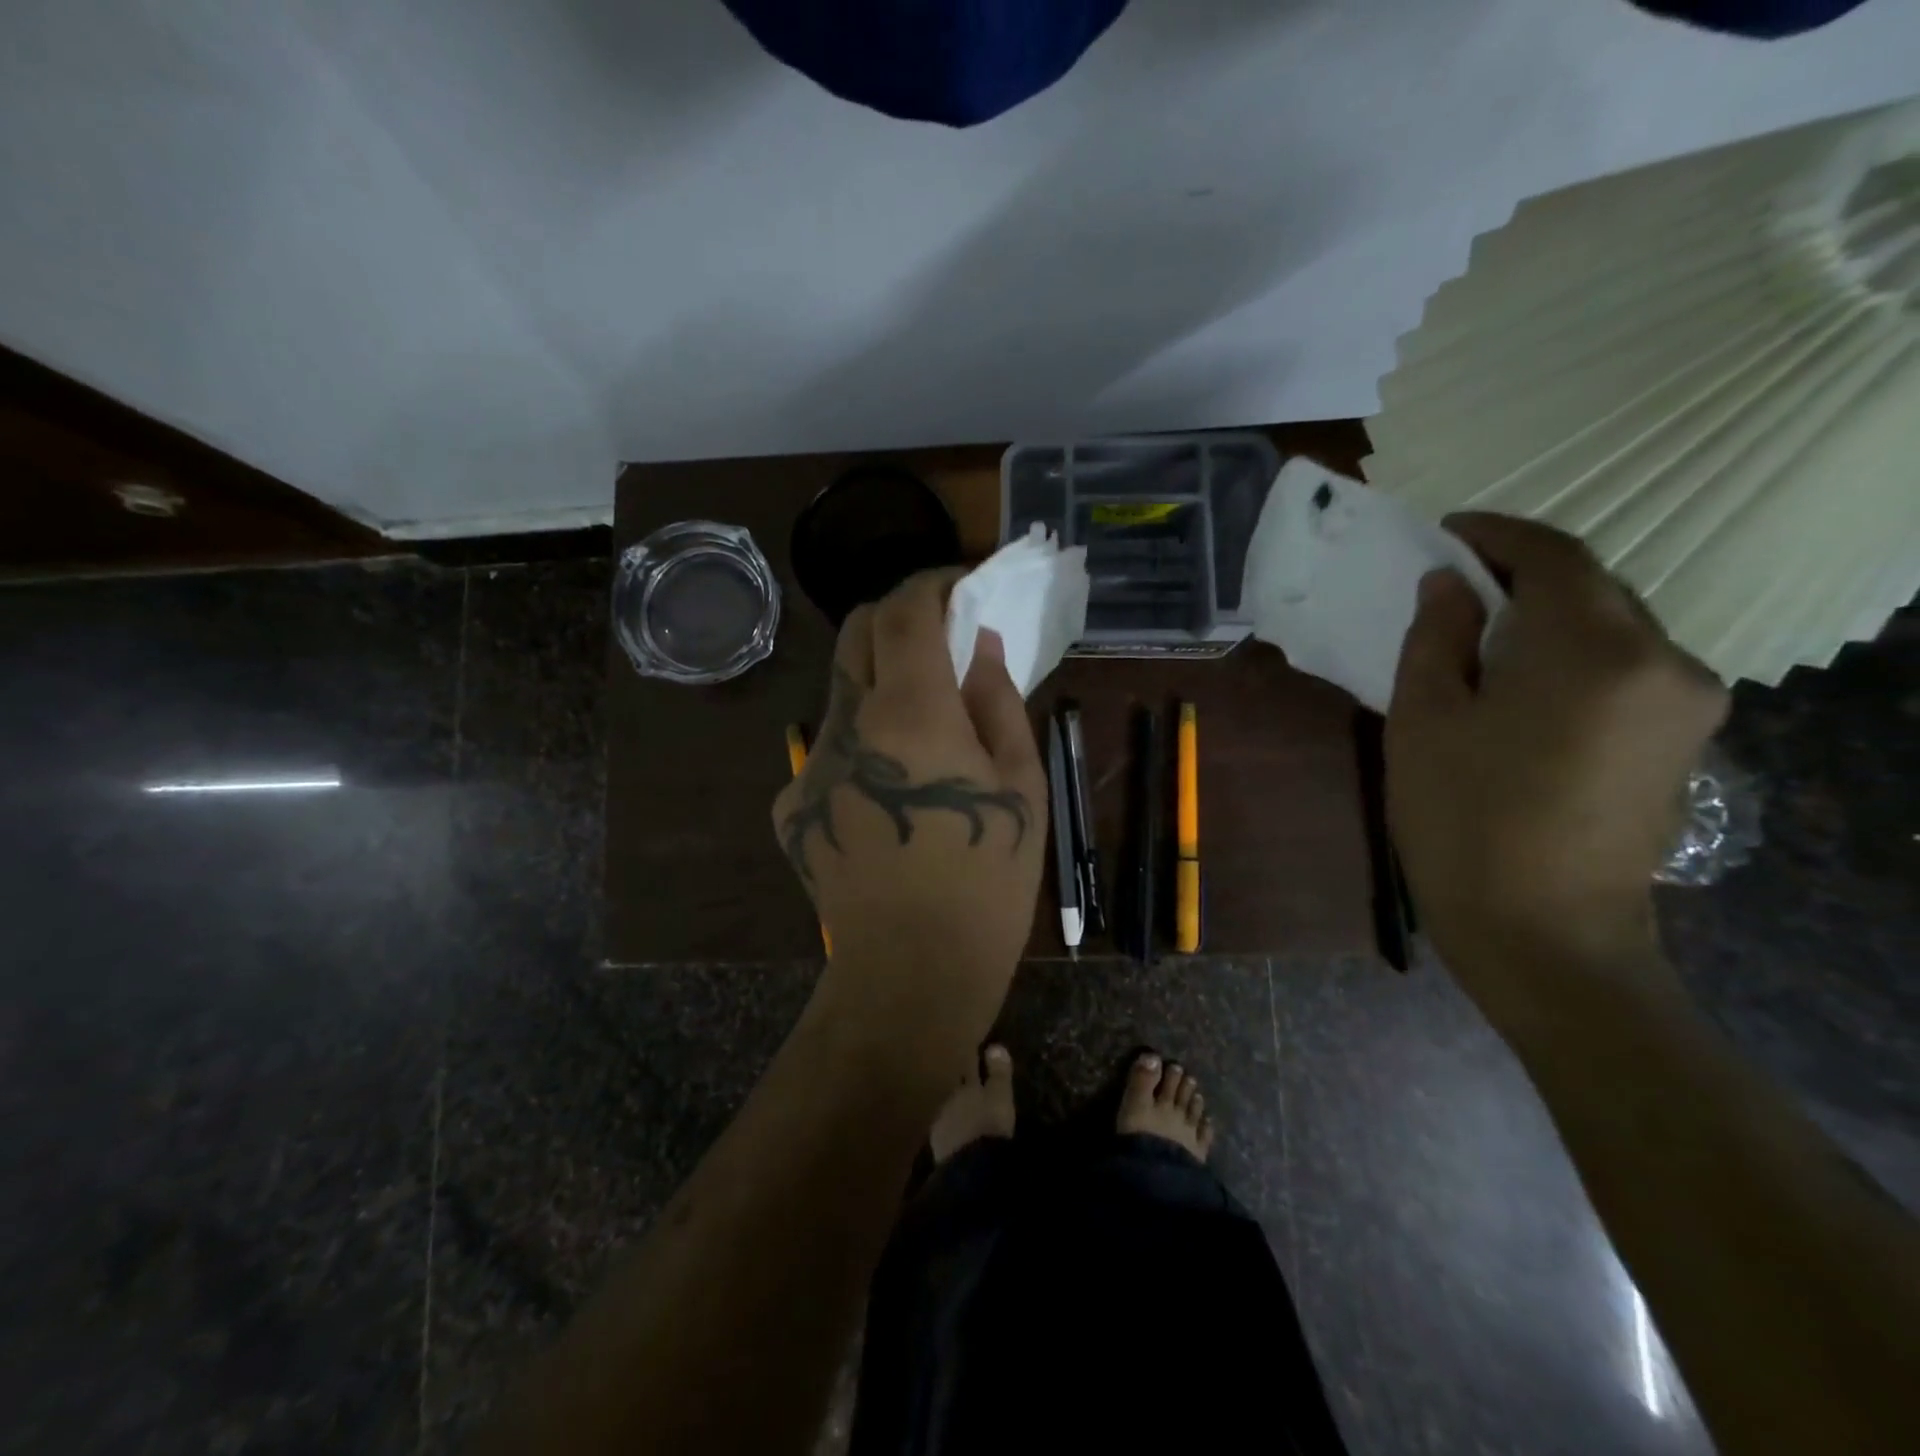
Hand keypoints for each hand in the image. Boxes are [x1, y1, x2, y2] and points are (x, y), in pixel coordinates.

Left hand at [772, 571, 1045, 1031]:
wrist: (911, 973)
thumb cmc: (986, 880)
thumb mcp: (1020, 784)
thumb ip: (997, 700)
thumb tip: (979, 645)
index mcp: (909, 714)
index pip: (904, 611)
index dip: (932, 583)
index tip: (960, 585)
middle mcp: (845, 726)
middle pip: (855, 632)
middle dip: (897, 615)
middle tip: (939, 636)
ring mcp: (809, 765)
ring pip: (841, 691)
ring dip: (881, 681)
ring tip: (925, 724)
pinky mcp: (792, 804)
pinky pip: (830, 748)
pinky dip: (864, 741)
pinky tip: (892, 790)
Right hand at [1385, 514, 1728, 998]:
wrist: (1542, 931)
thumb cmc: (1463, 820)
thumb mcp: (1424, 720)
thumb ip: (1437, 637)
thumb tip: (1449, 585)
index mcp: (1595, 649)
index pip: (1554, 556)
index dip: (1496, 533)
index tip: (1447, 531)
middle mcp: (1665, 660)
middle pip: (1593, 588)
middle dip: (1521, 576)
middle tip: (1453, 587)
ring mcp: (1686, 704)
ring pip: (1612, 628)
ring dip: (1548, 618)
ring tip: (1482, 637)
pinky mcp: (1684, 741)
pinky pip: (1626, 669)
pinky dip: (1573, 656)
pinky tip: (1524, 685)